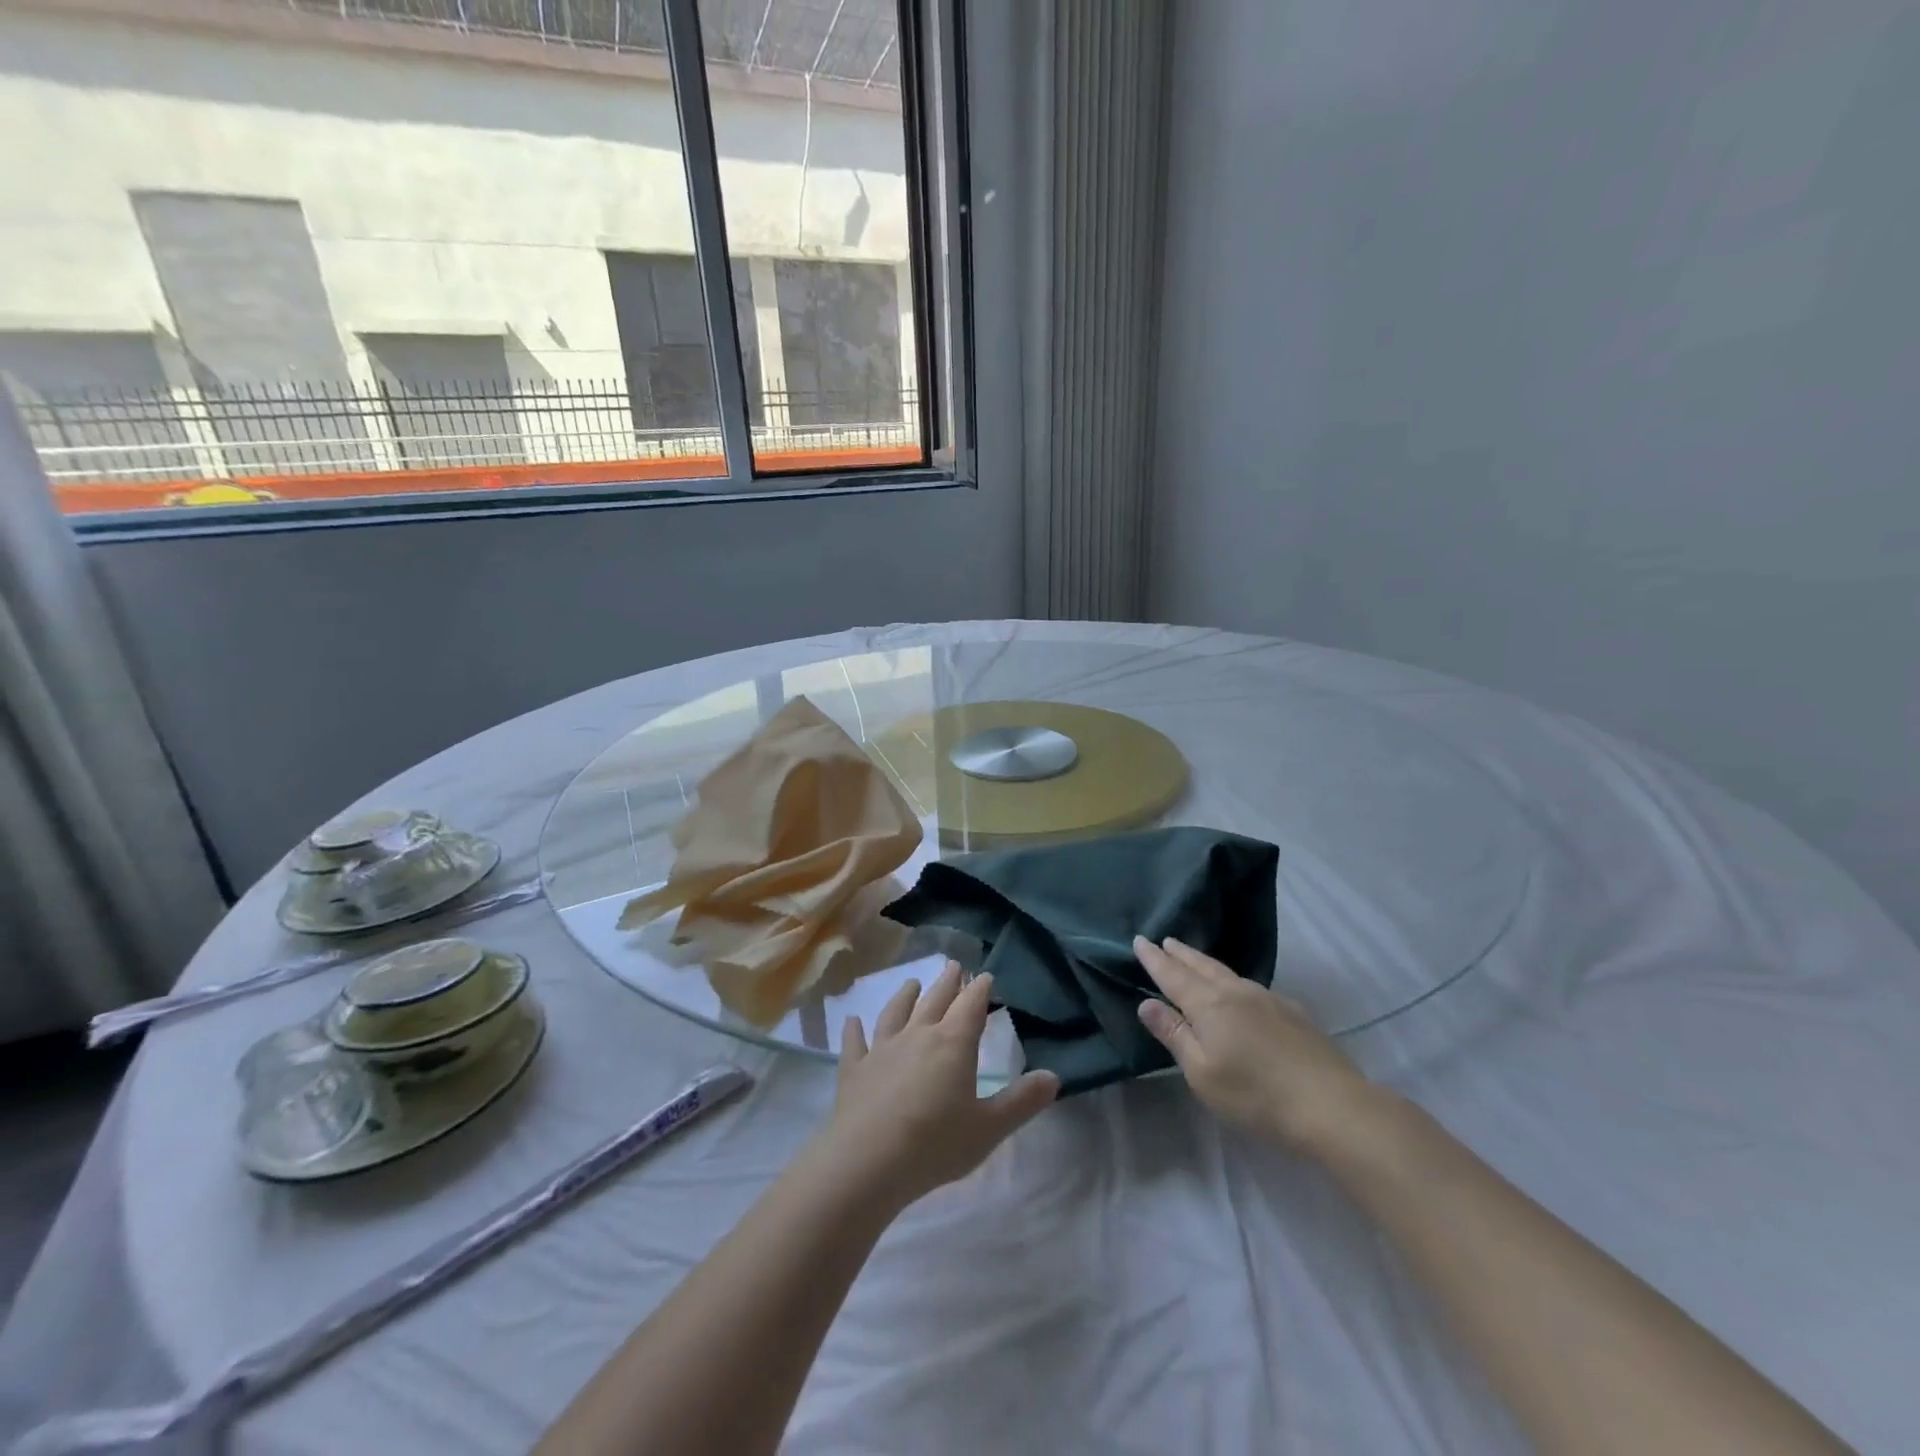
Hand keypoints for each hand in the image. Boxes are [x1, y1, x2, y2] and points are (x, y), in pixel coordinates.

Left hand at [821, 962, 1059, 1209]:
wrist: (868, 1161)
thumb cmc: (936, 1144)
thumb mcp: (989, 1128)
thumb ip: (1021, 1101)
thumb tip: (1054, 1076)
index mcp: (953, 1044)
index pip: (971, 1006)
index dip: (979, 989)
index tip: (985, 975)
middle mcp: (918, 1035)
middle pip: (935, 1001)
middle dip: (948, 983)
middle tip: (954, 965)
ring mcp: (882, 1049)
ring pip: (895, 1013)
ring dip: (905, 996)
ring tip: (911, 983)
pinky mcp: (854, 1069)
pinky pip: (855, 1043)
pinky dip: (854, 1030)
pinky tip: (852, 1020)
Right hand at [1133, 936, 1380, 1155]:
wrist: (1332, 1106)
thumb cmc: (1256, 1095)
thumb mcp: (1202, 1073)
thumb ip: (1174, 1035)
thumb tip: (1146, 1003)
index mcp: (1209, 1005)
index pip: (1173, 975)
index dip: (1154, 959)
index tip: (1139, 940)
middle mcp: (1236, 993)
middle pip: (1201, 966)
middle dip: (1180, 954)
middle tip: (1166, 940)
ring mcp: (1269, 999)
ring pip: (1228, 973)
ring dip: (1205, 963)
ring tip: (1194, 959)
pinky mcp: (1293, 1013)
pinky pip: (1252, 987)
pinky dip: (1233, 981)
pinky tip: (1240, 991)